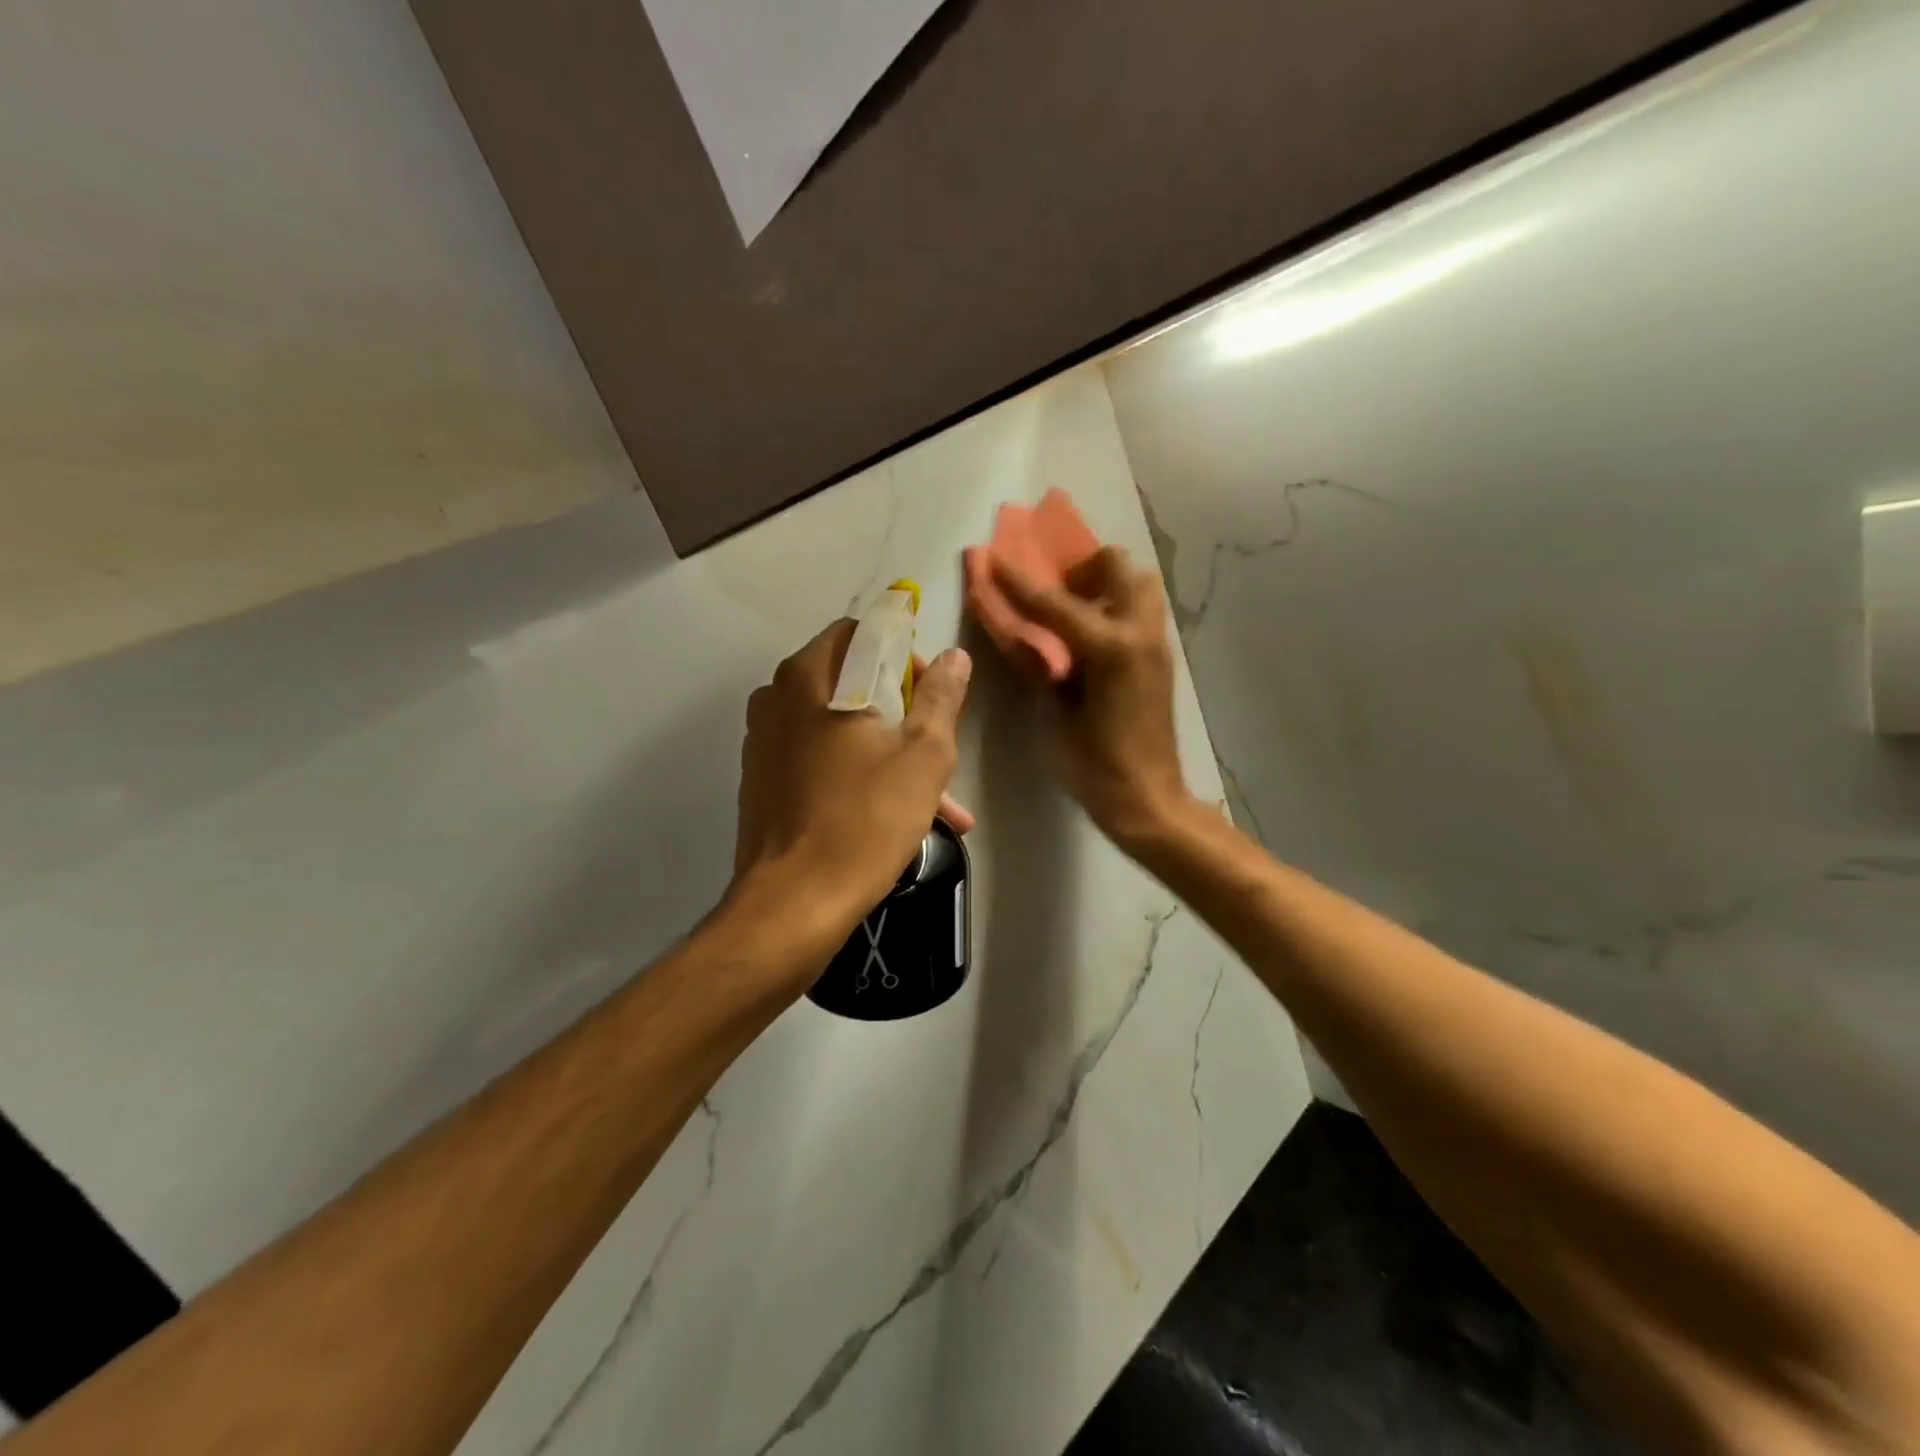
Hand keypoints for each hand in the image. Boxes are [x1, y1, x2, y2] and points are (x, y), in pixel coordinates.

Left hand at [732, 619, 972, 948]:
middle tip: (935, 746)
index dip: (907, 654)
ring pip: (839, 725)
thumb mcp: (924, 755)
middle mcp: (777, 696)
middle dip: (902, 708)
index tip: (931, 695)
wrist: (793, 903)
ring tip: (937, 798)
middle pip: (852, 679)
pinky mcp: (762, 780)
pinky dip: (856, 771)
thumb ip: (941, 696)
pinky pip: (819, 757)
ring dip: (886, 748)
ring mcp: (764, 740)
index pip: (865, 631)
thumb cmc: (865, 819)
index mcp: (811, 675)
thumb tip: (954, 657)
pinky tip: (894, 813)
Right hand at [986, 547, 1191, 845]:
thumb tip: (1029, 638)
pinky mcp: (1161, 659)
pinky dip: (1116, 609)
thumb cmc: (1094, 766)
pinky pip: (1141, 612)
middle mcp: (1140, 634)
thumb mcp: (1056, 715)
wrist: (1148, 798)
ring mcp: (1156, 644)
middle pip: (1117, 566)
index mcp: (1111, 649)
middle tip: (1058, 597)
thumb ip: (1043, 668)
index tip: (993, 557)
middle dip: (1082, 569)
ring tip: (1077, 616)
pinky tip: (1092, 642)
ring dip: (1106, 586)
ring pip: (1139, 584)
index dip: (1019, 580)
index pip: (1055, 602)